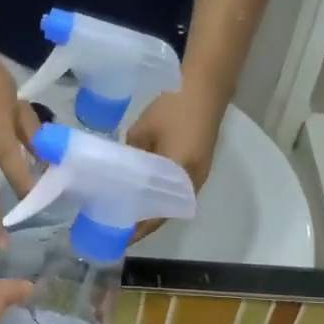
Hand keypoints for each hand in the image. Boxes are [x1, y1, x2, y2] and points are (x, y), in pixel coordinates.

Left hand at [124, 86, 223, 240]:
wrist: (206, 85)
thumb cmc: (173, 107)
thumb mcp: (141, 131)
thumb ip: (130, 156)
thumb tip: (122, 171)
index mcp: (178, 177)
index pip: (156, 215)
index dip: (137, 229)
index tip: (118, 238)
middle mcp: (192, 183)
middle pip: (165, 213)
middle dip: (142, 224)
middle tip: (117, 228)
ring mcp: (198, 176)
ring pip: (171, 203)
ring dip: (151, 211)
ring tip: (127, 216)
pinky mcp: (199, 167)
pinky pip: (177, 191)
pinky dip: (160, 198)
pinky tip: (143, 196)